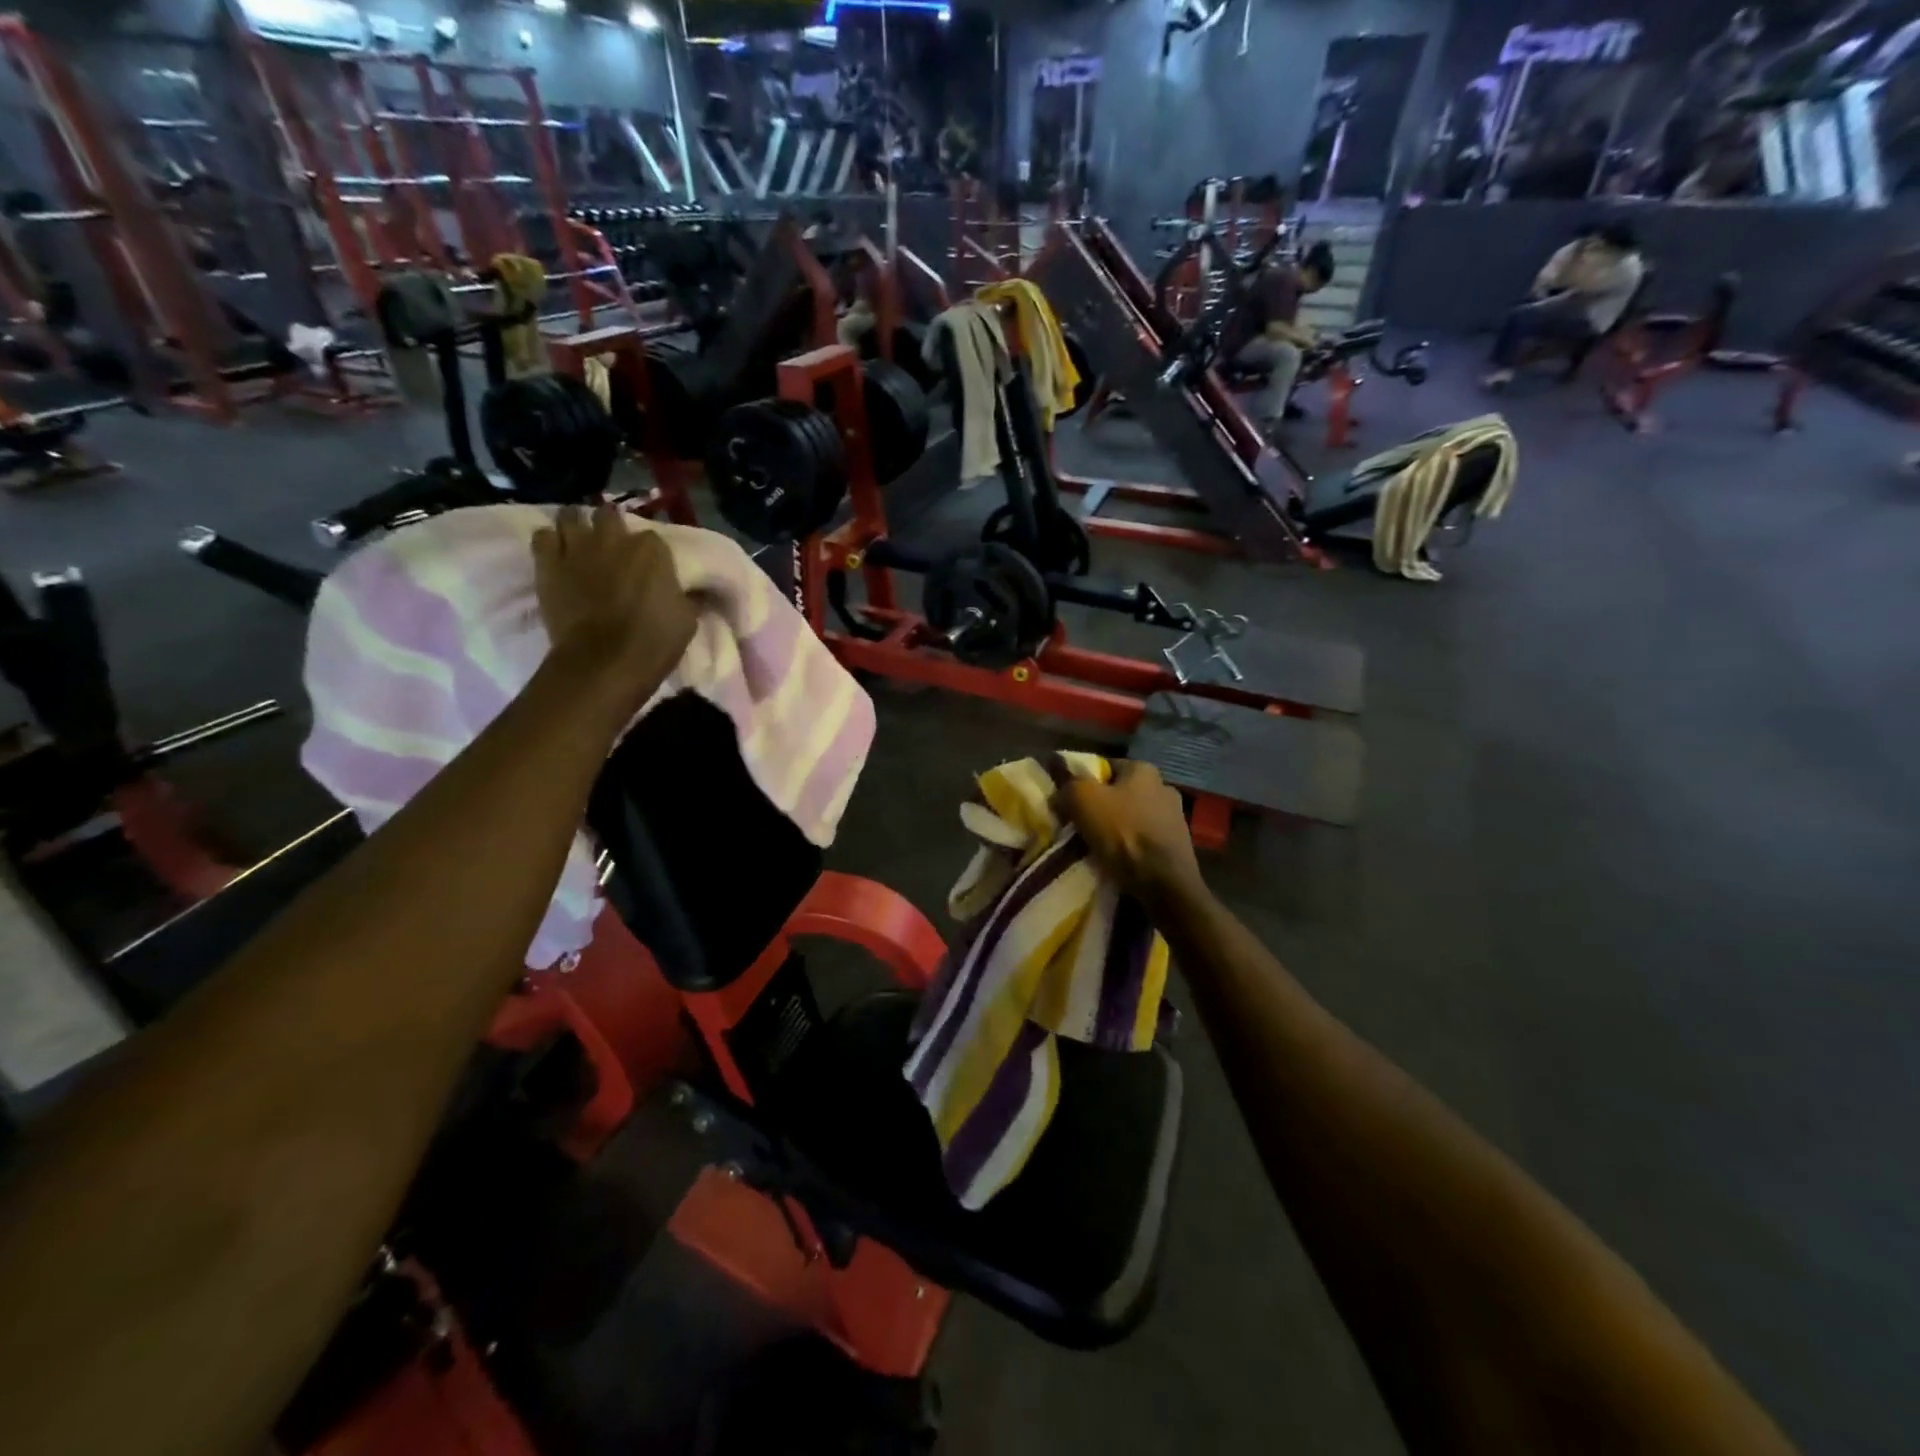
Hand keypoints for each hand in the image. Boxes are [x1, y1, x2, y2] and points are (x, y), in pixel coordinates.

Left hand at [533, 506, 696, 710]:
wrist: (604, 662)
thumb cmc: (653, 642)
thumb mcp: (687, 620)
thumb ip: (687, 598)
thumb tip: (695, 594)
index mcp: (652, 550)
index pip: (653, 538)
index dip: (650, 552)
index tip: (649, 566)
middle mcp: (614, 539)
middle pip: (608, 515)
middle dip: (610, 525)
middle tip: (611, 544)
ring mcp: (577, 548)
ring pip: (570, 516)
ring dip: (576, 525)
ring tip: (579, 539)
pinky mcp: (547, 564)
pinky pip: (542, 537)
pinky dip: (549, 541)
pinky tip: (556, 553)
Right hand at [1055, 761, 1205, 909]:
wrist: (1164, 882)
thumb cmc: (1123, 833)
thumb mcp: (1083, 800)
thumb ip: (1069, 786)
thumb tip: (1061, 791)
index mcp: (1143, 769)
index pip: (1105, 767)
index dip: (1084, 782)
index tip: (1069, 802)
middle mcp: (1164, 786)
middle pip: (1120, 794)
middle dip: (1101, 807)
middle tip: (1080, 826)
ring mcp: (1176, 817)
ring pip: (1133, 818)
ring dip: (1117, 830)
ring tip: (1097, 848)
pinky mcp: (1179, 846)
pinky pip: (1145, 840)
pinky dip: (1131, 848)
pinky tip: (1118, 861)